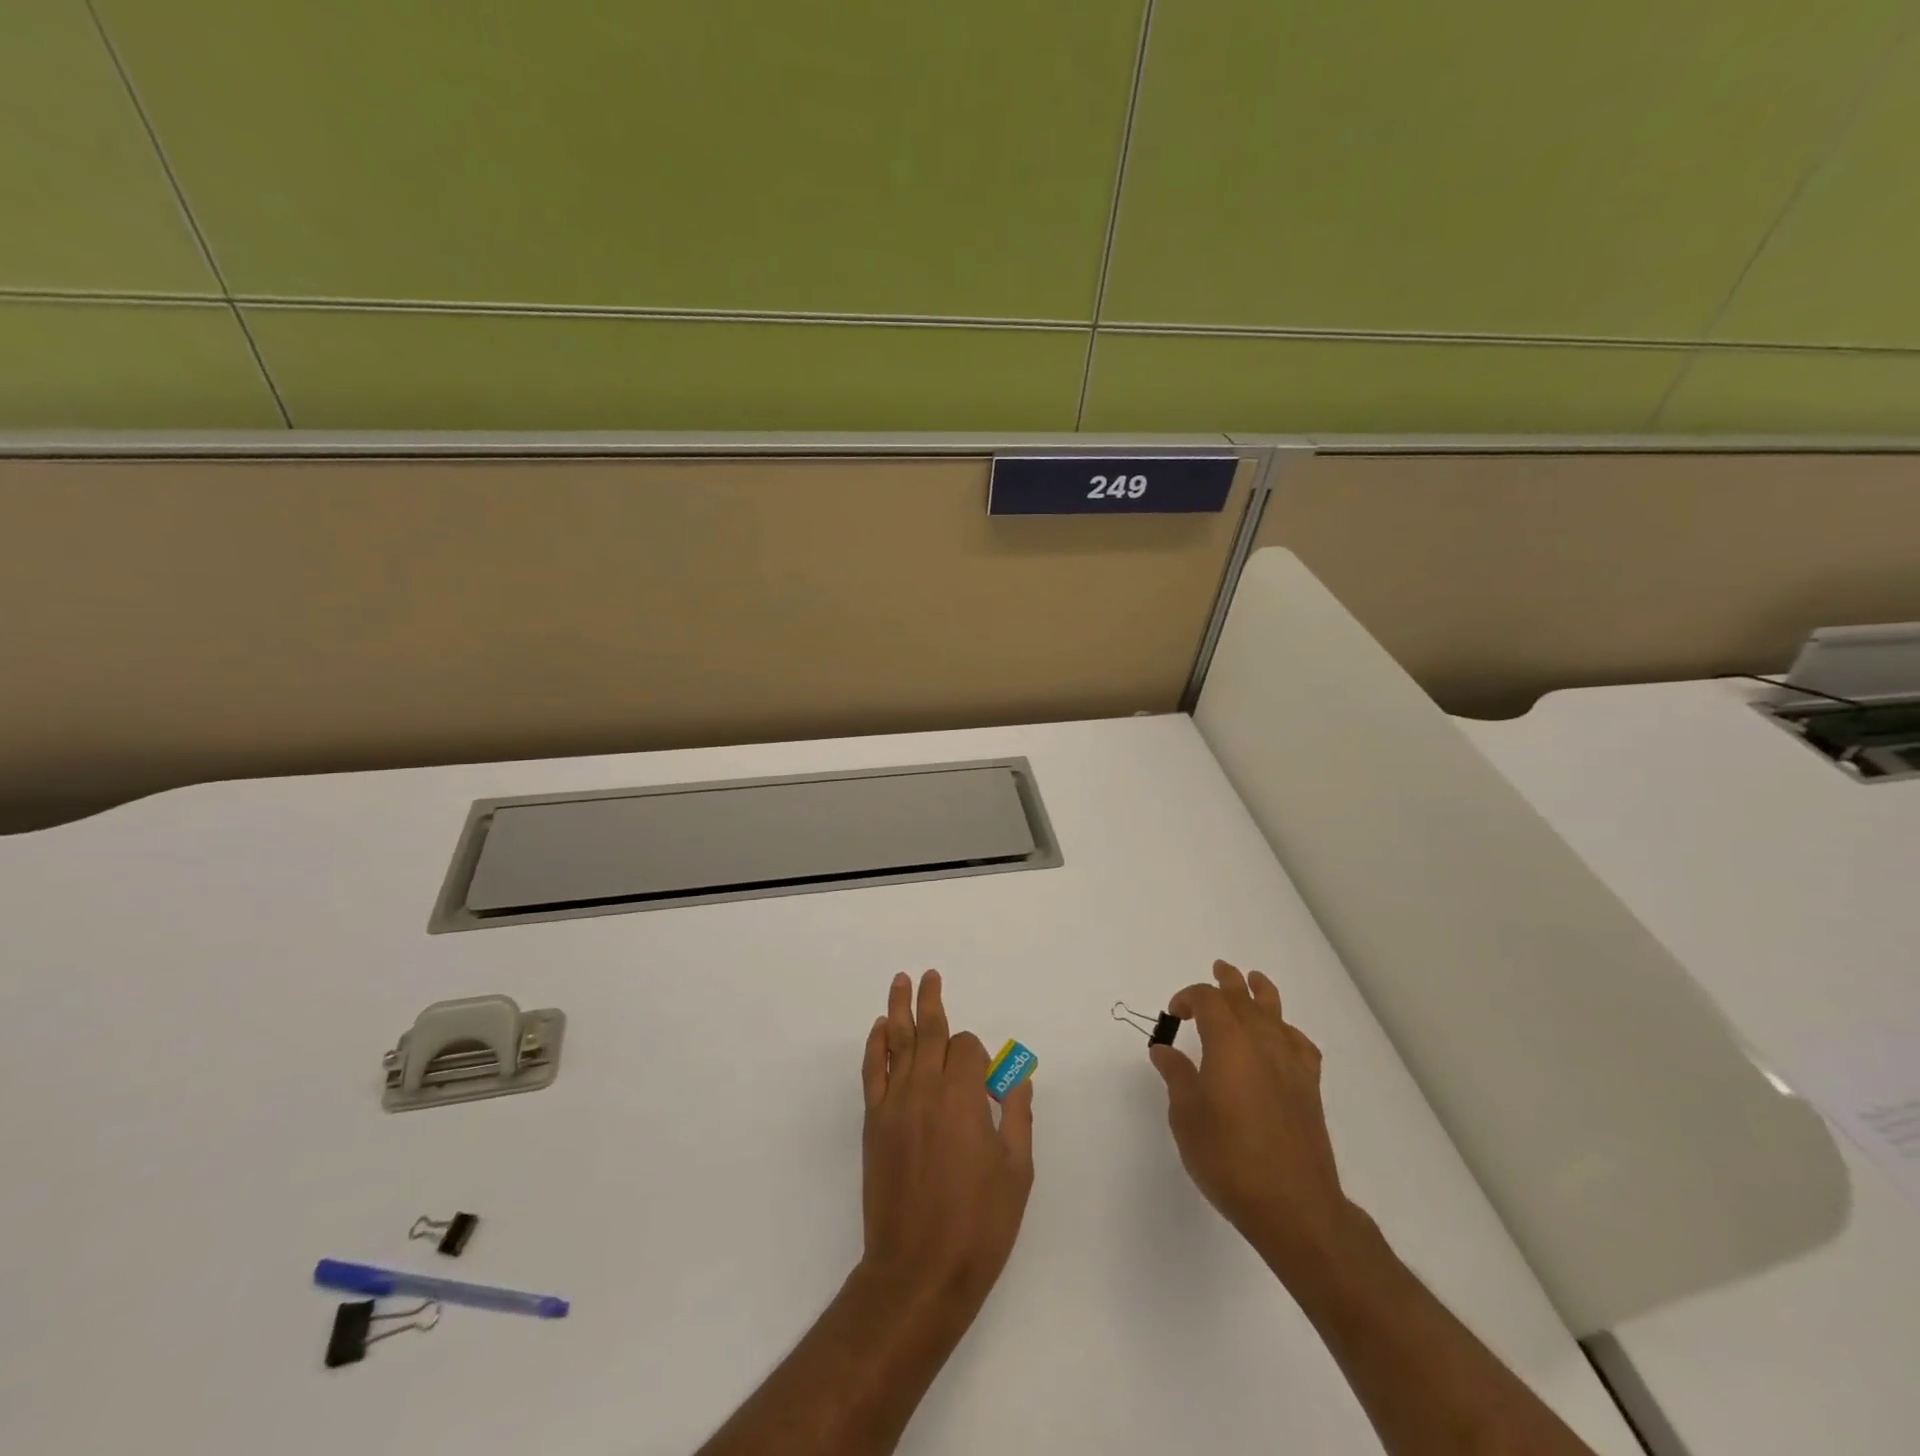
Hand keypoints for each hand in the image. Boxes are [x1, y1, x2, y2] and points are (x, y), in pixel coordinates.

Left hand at [859, 970, 1034, 1318]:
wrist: (918, 1272)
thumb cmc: (978, 1224)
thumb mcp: (1016, 1171)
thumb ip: (1016, 1115)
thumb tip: (1017, 1077)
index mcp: (962, 1098)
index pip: (967, 1049)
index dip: (980, 1056)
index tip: (987, 1084)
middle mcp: (925, 1090)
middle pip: (929, 1032)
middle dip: (932, 1001)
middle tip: (929, 974)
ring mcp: (894, 1105)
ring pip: (898, 1044)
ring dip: (900, 1009)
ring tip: (900, 981)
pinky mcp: (874, 1124)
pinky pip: (873, 1072)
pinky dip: (876, 1046)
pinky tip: (880, 1029)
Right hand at [1151, 959, 1355, 1282]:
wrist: (1293, 1205)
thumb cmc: (1228, 1158)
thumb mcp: (1187, 1117)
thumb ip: (1177, 1076)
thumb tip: (1164, 1050)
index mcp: (1228, 1042)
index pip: (1207, 1000)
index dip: (1188, 997)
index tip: (1174, 1014)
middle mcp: (1261, 1042)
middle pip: (1243, 997)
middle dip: (1227, 982)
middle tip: (1218, 970)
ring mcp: (1290, 1062)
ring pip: (1275, 1012)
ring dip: (1260, 992)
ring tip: (1254, 980)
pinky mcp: (1309, 1086)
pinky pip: (1298, 1042)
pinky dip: (1286, 1030)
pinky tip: (1281, 1038)